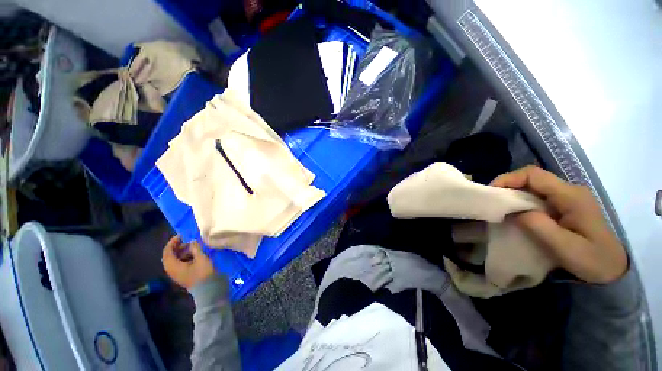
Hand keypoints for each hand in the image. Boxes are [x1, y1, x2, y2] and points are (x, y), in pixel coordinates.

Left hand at [162, 236, 215, 289]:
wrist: (208, 289)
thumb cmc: (203, 273)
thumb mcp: (201, 258)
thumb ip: (195, 248)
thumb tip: (192, 241)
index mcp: (173, 266)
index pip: (167, 252)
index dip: (172, 243)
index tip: (181, 236)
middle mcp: (172, 270)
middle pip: (170, 256)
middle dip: (177, 247)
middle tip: (187, 241)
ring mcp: (178, 274)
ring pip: (176, 260)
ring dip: (182, 252)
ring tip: (193, 247)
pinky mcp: (184, 276)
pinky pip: (180, 264)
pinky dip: (185, 257)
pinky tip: (195, 255)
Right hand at [491, 166, 626, 283]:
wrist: (611, 269)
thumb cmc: (592, 259)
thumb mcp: (565, 246)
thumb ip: (538, 225)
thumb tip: (513, 210)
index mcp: (571, 196)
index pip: (534, 175)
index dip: (509, 179)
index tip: (492, 192)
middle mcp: (569, 190)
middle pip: (532, 178)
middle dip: (508, 187)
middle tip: (493, 202)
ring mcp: (567, 197)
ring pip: (533, 187)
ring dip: (514, 195)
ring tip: (501, 208)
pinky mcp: (564, 205)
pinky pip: (537, 196)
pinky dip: (522, 202)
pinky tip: (517, 213)